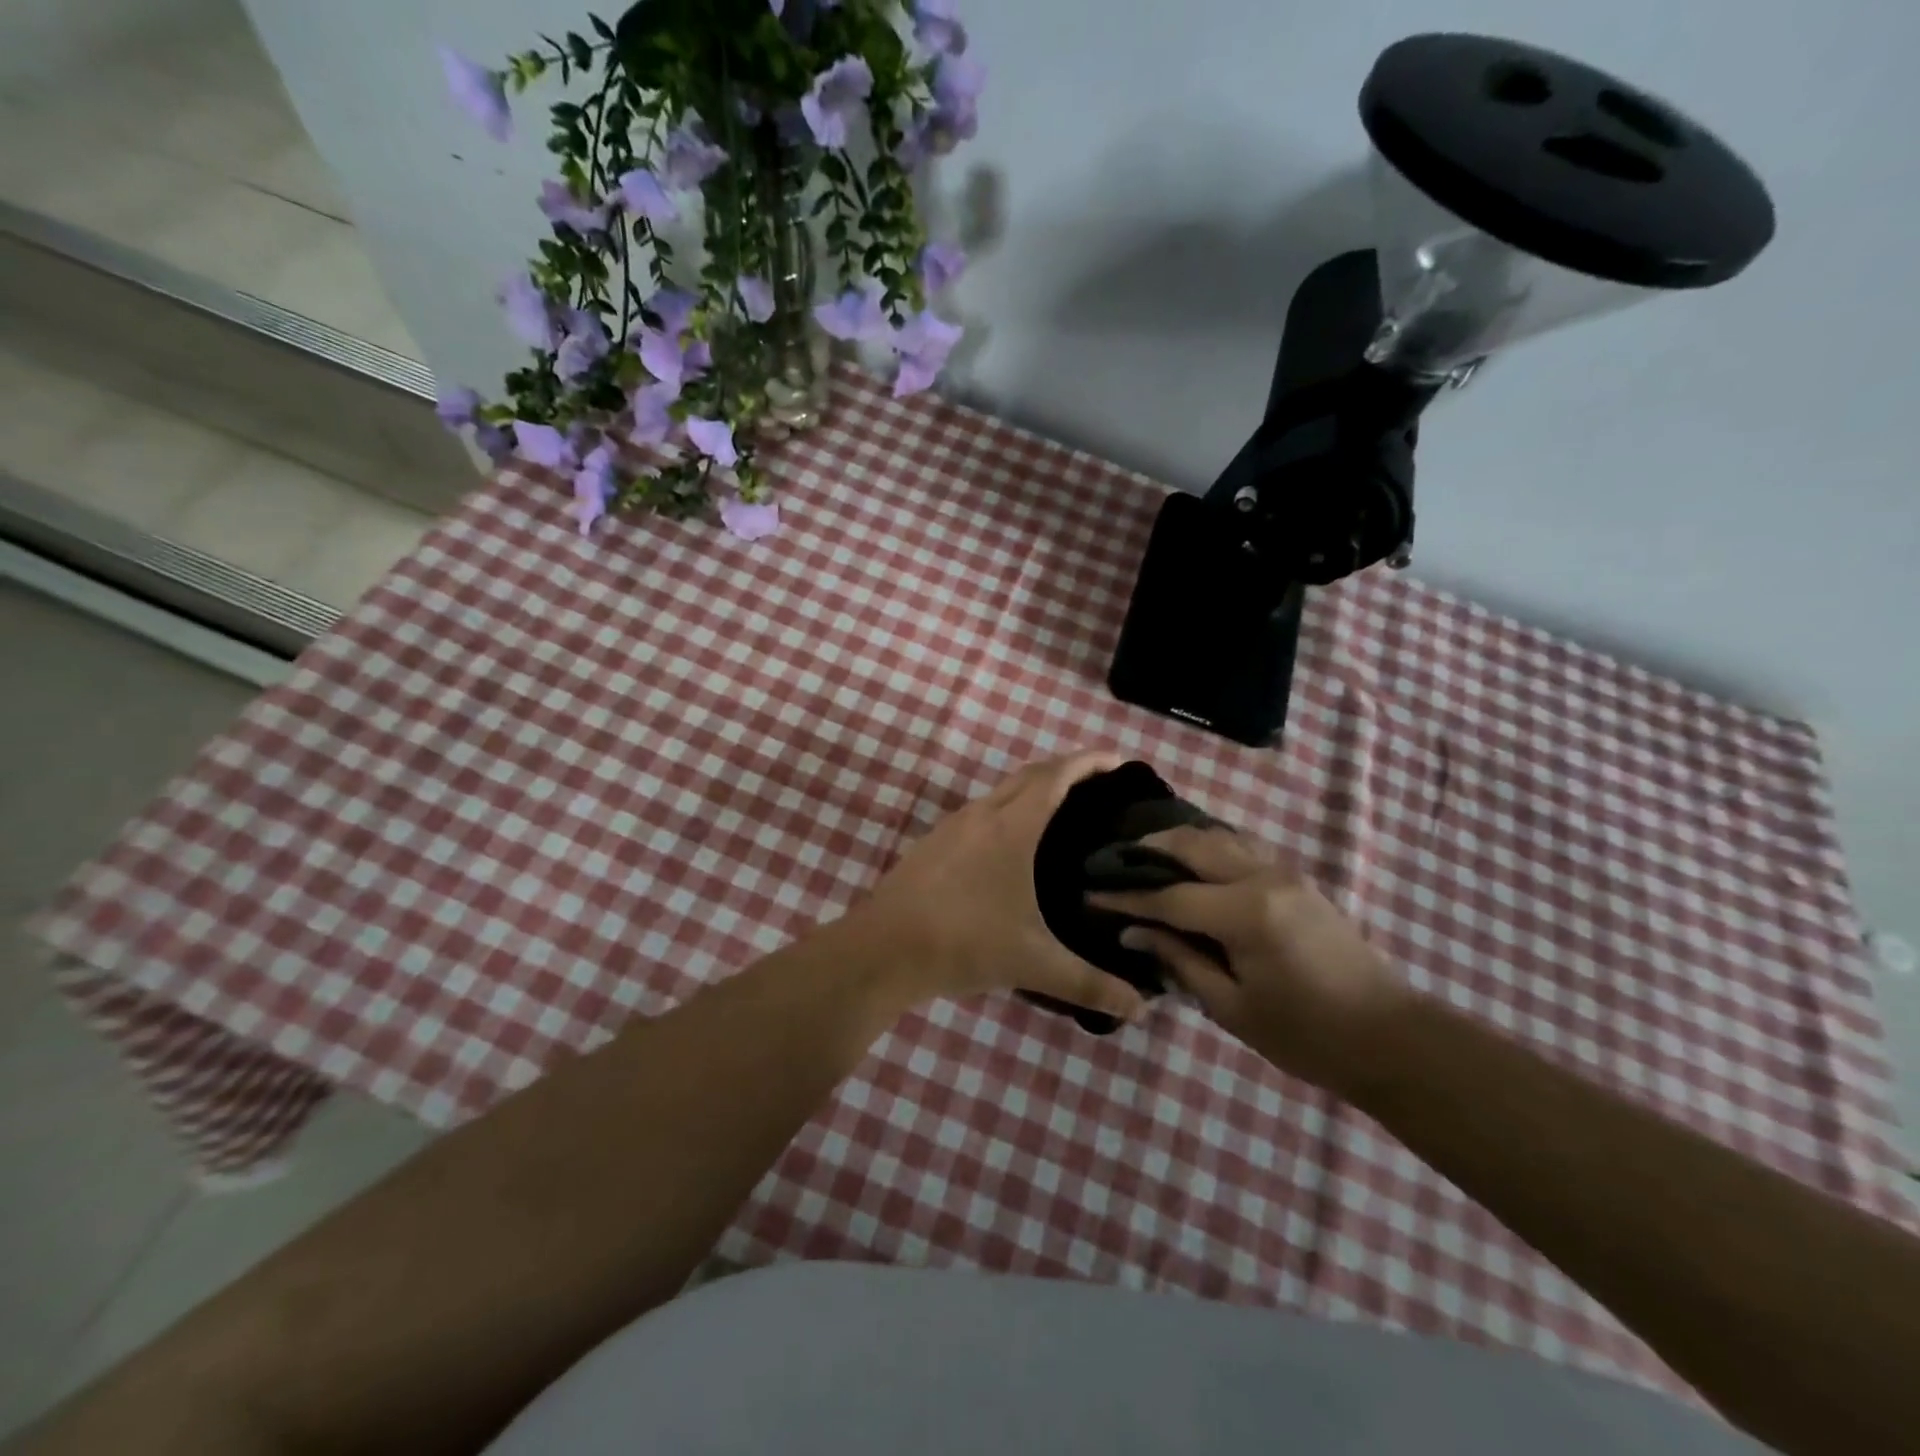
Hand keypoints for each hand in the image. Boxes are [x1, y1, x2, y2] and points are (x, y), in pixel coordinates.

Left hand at [852, 753, 1148, 1022]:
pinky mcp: (932, 844)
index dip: (1089, 761)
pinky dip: (1006, 810)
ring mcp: (951, 826)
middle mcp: (981, 814)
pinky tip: (1011, 846)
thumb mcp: (1033, 963)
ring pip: (1000, 792)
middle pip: (1029, 775)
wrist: (882, 949)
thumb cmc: (964, 943)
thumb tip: (1140, 1008)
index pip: (1056, 776)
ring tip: (1061, 812)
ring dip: (1032, 789)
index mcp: (1011, 827)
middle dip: (1065, 770)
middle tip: (1099, 785)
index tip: (1118, 759)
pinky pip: (980, 812)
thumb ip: (1089, 983)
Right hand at [1090, 827, 1406, 1096]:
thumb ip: (1179, 960)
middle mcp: (1264, 878)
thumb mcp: (1231, 1007)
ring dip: (1181, 840)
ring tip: (1146, 852)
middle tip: (1114, 860)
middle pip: (1194, 845)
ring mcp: (1285, 873)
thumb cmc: (1305, 1035)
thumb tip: (1133, 932)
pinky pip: (1243, 846)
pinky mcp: (1297, 879)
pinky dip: (1210, 845)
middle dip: (1150, 848)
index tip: (1090, 894)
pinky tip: (1193, 860)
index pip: (1170, 896)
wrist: (1388, 1037)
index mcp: (1246, 914)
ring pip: (1221, 836)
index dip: (1127, 897)